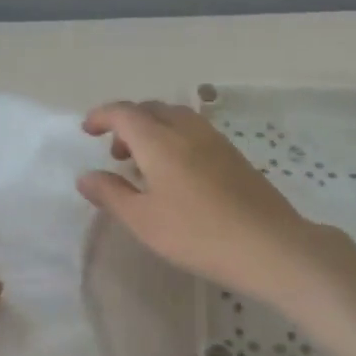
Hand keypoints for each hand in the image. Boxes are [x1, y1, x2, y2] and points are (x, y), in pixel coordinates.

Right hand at [77, 101, 339, 302]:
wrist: (269, 246)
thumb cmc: (197, 234)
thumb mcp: (143, 220)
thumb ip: (111, 194)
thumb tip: (85, 176)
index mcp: (160, 141)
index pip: (124, 113)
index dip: (102, 116)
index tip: (87, 130)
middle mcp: (187, 131)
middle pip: (152, 109)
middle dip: (128, 122)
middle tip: (116, 152)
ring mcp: (216, 141)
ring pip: (176, 118)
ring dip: (153, 129)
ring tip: (145, 164)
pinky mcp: (234, 156)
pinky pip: (195, 132)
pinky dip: (175, 139)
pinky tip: (177, 174)